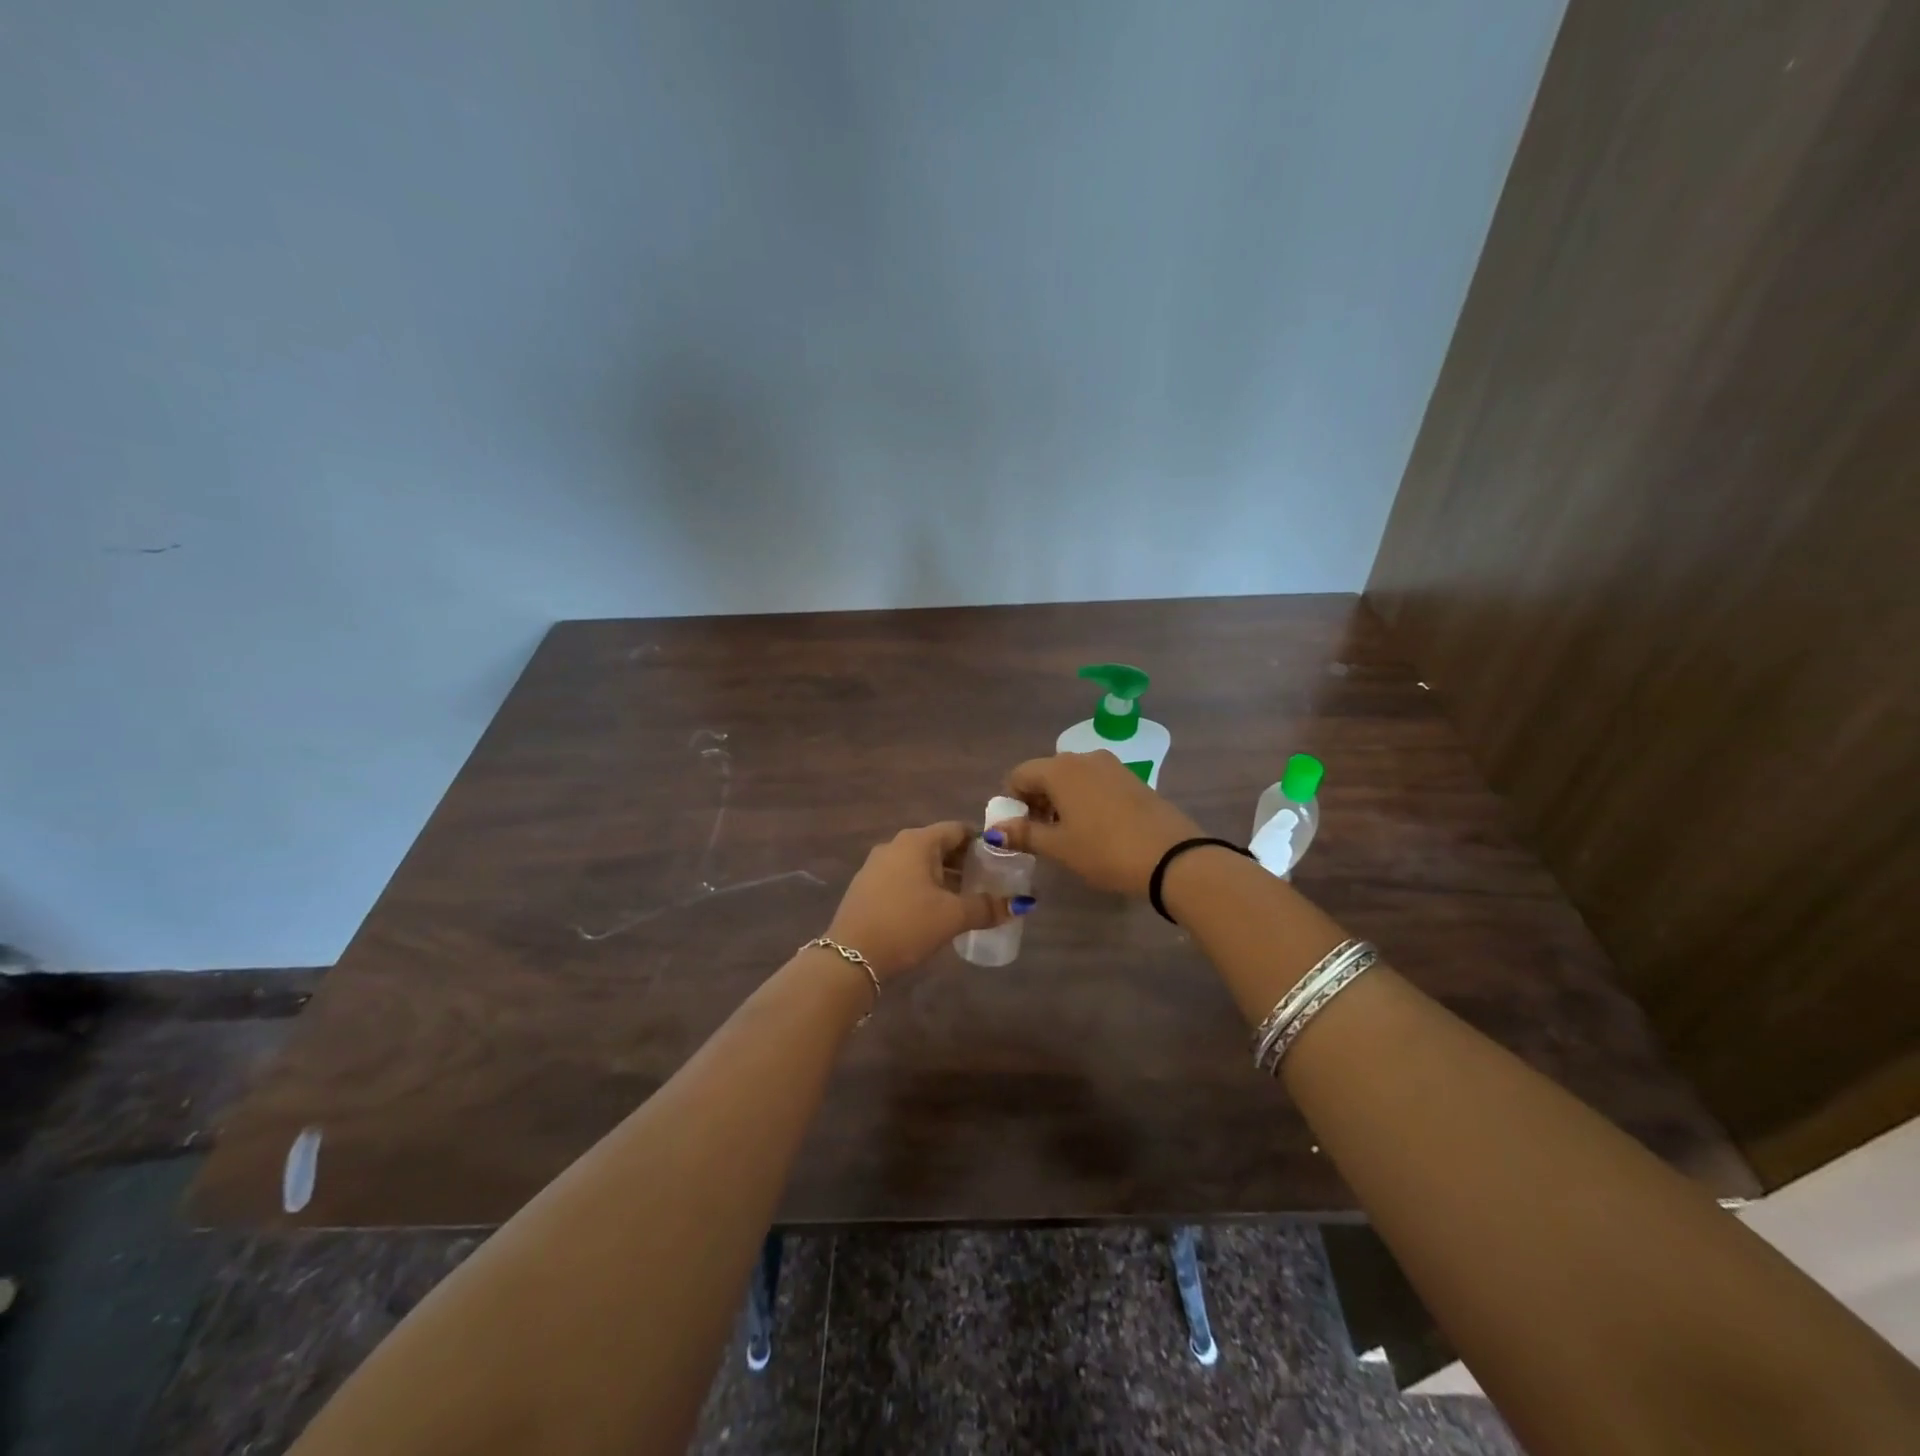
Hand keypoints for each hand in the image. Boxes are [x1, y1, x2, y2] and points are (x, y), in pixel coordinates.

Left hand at [824, 821, 1019, 980]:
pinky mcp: (866, 886)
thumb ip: (988, 907)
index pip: (957, 830)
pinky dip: (922, 886)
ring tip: (964, 899)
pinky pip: (902, 877)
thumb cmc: (907, 925)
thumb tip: (1021, 903)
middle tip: (986, 883)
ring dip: (943, 876)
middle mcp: (895, 845)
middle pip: (938, 845)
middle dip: (963, 862)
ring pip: (920, 863)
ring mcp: (876, 865)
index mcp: (917, 841)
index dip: (981, 843)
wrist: (851, 957)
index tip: (1000, 862)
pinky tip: (932, 910)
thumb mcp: (952, 917)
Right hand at [992, 751, 1202, 895]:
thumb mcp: (1060, 847)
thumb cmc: (1105, 851)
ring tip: (1069, 834)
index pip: (1019, 775)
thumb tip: (994, 830)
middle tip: (1042, 835)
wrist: (1171, 857)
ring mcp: (1111, 765)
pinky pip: (1095, 782)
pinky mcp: (1131, 777)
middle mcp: (1083, 758)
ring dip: (1061, 801)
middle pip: (1045, 773)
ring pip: (1071, 777)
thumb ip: (1024, 834)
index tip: (1021, 829)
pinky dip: (1084, 799)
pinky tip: (1095, 828)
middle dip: (1037, 801)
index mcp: (1060, 769)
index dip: (1013, 802)